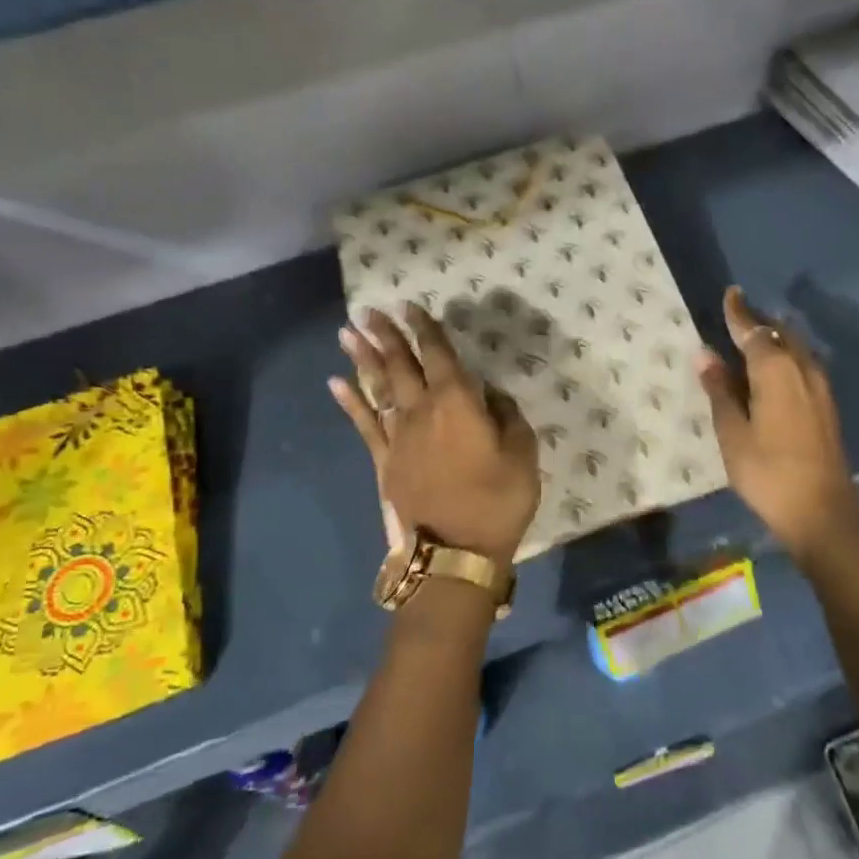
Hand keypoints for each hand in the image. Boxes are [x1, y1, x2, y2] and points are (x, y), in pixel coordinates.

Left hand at [330, 304, 540, 564]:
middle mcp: (422, 410)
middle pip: (400, 364)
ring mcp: (397, 436)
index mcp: (458, 402)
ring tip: (347, 332)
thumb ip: (509, 416)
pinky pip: (363, 424)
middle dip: (385, 334)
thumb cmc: (497, 500)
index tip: (410, 306)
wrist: (455, 552)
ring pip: (376, 387)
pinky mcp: (384, 461)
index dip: (425, 329)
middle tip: (368, 310)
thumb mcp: (523, 454)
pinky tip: (336, 383)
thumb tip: (491, 394)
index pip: (439, 354)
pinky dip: (349, 402)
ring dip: (362, 358)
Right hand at [695, 286, 858, 560]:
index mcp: (776, 370)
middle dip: (760, 323)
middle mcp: (803, 370)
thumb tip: (705, 354)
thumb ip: (720, 391)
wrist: (822, 512)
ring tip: (753, 342)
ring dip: (775, 340)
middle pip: (781, 334)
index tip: (731, 294)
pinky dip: (785, 359)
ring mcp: (820, 389)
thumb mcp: (732, 433)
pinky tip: (773, 374)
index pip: (754, 330)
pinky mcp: (827, 408)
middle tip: (738, 318)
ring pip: (796, 350)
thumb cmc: (768, 472)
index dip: (739, 313)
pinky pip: (803, 367)